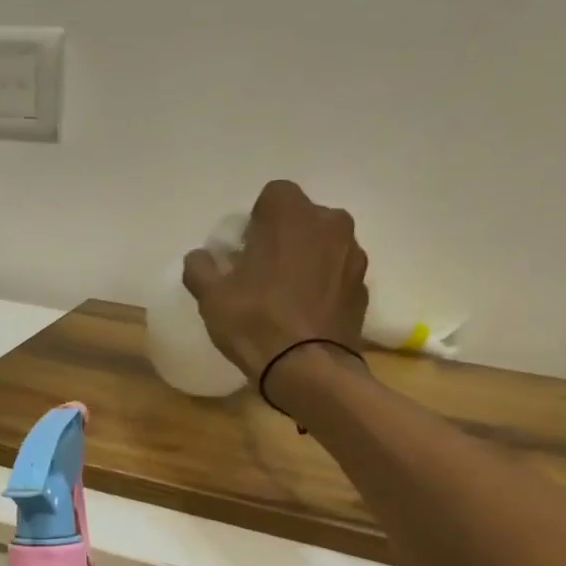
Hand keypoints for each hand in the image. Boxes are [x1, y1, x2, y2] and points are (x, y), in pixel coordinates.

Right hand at [182, 180, 369, 385]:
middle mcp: (330, 223)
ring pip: (323, 247)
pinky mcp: (364, 287)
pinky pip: (337, 276)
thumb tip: (201, 257)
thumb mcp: (211, 296)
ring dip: (307, 261)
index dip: (255, 223)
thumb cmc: (255, 322)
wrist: (308, 369)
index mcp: (292, 214)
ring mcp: (353, 255)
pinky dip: (323, 288)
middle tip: (263, 274)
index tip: (244, 253)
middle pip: (302, 220)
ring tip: (286, 298)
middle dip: (284, 238)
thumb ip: (201, 267)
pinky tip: (305, 315)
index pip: (272, 197)